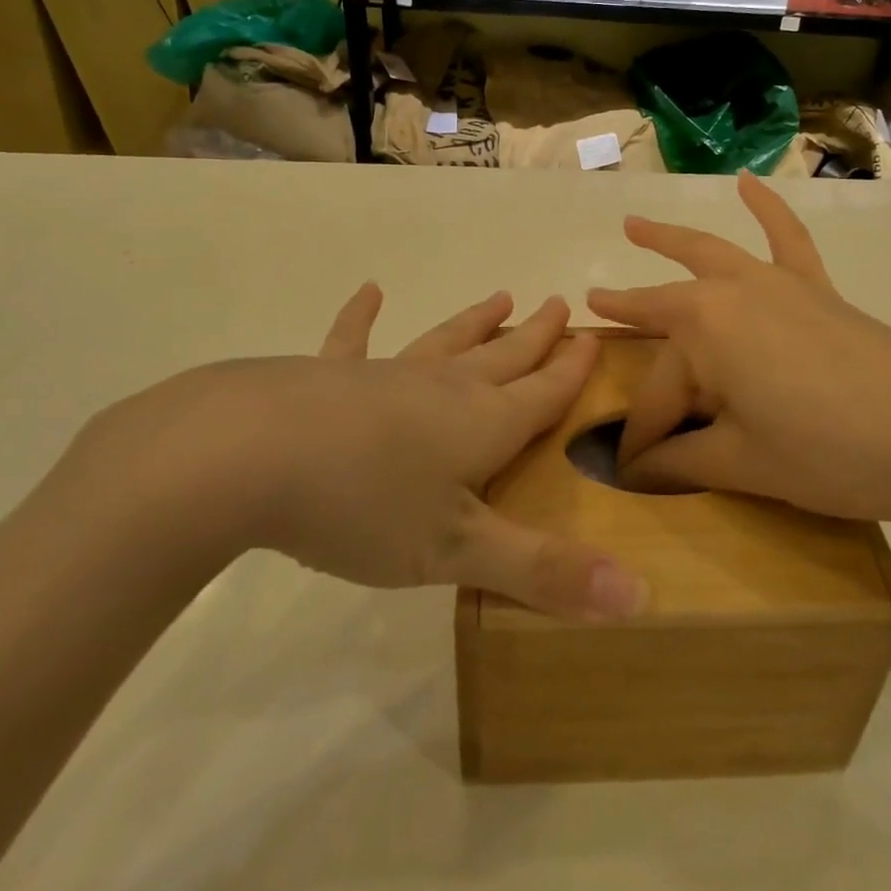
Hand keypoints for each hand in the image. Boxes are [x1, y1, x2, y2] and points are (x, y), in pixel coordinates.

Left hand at [66, 291, 647, 620]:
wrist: (248, 455)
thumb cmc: (363, 505)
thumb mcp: (458, 552)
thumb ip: (546, 573)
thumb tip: (642, 599)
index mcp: (480, 425)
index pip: (541, 393)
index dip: (570, 371)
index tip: (591, 338)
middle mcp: (441, 389)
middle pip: (501, 357)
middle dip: (534, 336)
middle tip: (558, 303)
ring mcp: (383, 376)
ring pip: (444, 342)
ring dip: (474, 321)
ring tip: (500, 295)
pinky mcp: (327, 376)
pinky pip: (353, 341)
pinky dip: (361, 318)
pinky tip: (369, 292)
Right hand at [586, 173, 890, 530]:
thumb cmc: (831, 453)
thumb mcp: (745, 464)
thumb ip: (683, 463)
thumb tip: (635, 473)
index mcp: (703, 332)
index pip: (656, 395)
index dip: (644, 441)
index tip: (634, 474)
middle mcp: (730, 293)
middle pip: (668, 316)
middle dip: (629, 318)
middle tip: (594, 309)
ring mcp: (776, 284)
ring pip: (709, 255)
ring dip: (668, 240)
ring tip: (634, 225)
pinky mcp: (816, 289)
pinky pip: (787, 238)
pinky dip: (768, 208)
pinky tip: (750, 184)